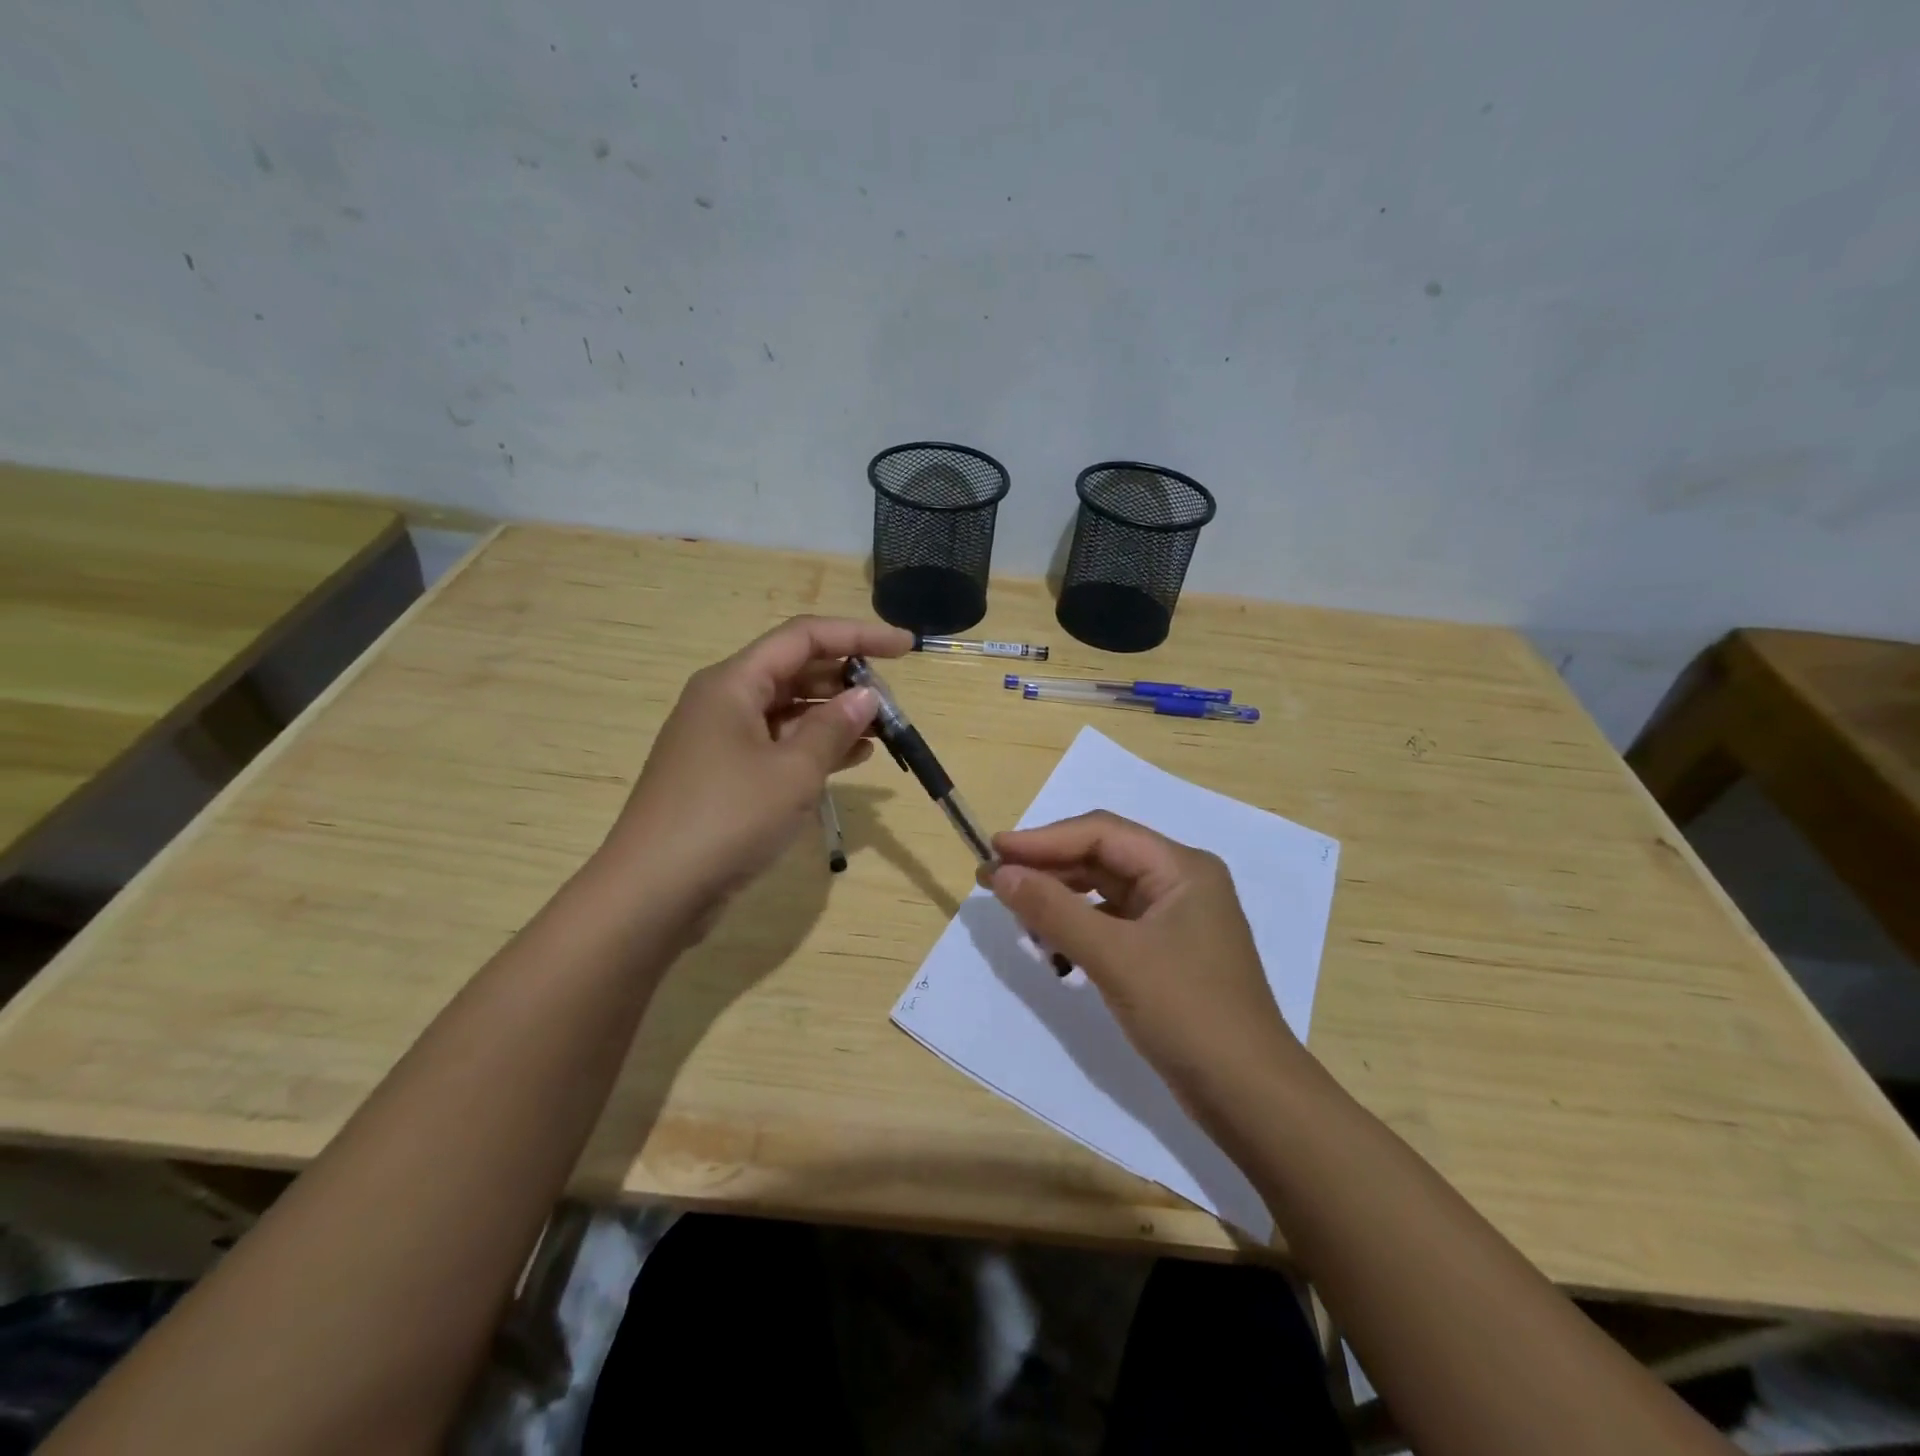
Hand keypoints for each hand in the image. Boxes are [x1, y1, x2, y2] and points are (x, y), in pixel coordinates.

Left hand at [601, 615, 912, 929]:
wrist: (653, 892)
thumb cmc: (727, 818)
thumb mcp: (792, 771)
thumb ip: (833, 728)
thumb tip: (866, 696)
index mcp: (733, 683)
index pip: (804, 637)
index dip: (858, 635)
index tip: (905, 647)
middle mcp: (724, 701)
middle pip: (794, 671)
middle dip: (847, 680)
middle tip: (893, 702)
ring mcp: (721, 741)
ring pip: (788, 711)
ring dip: (835, 716)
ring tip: (883, 730)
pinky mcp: (724, 776)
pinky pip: (778, 746)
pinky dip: (814, 747)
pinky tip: (852, 759)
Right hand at [984, 811, 1301, 1109]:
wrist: (1250, 1096)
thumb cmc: (1187, 1012)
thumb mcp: (1114, 957)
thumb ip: (1054, 909)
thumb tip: (1000, 873)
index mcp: (1180, 868)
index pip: (1101, 832)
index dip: (1044, 839)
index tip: (994, 851)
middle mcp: (1180, 882)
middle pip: (1103, 858)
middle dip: (1049, 868)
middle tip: (995, 882)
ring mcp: (1175, 919)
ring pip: (1105, 891)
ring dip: (1061, 899)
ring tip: (1018, 914)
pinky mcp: (1167, 952)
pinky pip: (1113, 924)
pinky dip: (1079, 928)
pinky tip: (1052, 945)